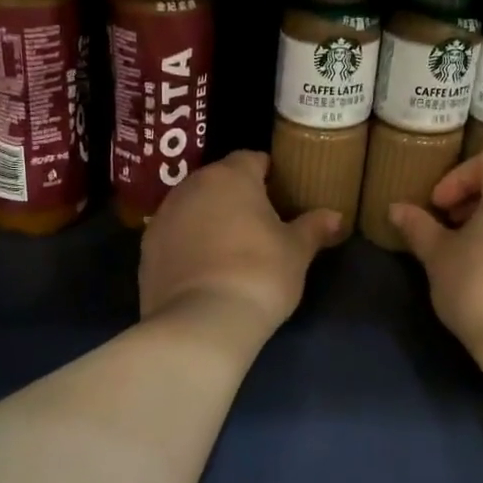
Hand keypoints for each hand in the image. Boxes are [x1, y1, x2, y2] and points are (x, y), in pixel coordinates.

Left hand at [140, 151, 344, 336]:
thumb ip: (313, 227)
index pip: (252, 159)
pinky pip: (175, 235)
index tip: (282, 194)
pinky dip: (189, 243)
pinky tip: (205, 268)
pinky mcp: (146, 248)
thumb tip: (335, 216)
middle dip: (237, 195)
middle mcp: (192, 186)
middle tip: (260, 222)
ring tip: (231, 247)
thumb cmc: (259, 274)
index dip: (269, 174)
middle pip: (219, 180)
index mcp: (230, 176)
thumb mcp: (297, 252)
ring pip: (193, 206)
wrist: (201, 323)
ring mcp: (164, 216)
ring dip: (210, 217)